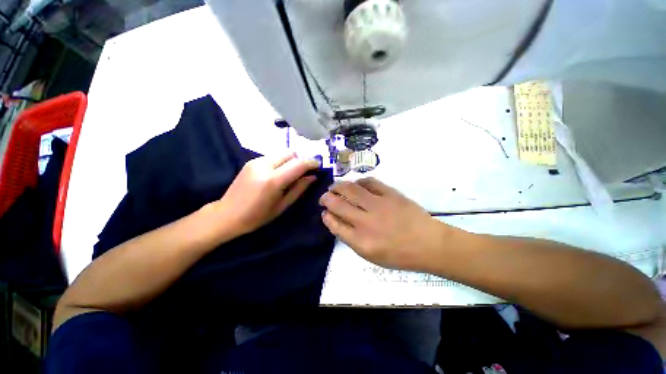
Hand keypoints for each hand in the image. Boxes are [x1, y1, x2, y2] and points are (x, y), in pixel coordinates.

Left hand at [216, 152, 318, 234]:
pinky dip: (281, 162)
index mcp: (273, 180)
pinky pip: (273, 156)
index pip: (298, 164)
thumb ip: (299, 189)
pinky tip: (278, 174)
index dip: (311, 163)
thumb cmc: (257, 216)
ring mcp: (256, 161)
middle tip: (305, 172)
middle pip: (291, 153)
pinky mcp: (251, 161)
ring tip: (291, 174)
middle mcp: (264, 165)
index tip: (318, 167)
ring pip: (282, 153)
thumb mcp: (282, 206)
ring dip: (291, 161)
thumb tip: (313, 177)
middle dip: (301, 160)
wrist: (226, 215)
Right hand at [319, 178, 451, 270]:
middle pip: (338, 204)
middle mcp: (366, 222)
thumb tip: (336, 221)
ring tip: (335, 187)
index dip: (326, 216)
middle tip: (324, 197)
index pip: (334, 224)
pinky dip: (359, 181)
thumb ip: (351, 239)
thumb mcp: (371, 255)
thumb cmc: (399, 254)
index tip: (324, 212)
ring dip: (338, 186)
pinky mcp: (390, 194)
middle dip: (326, 198)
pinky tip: (356, 184)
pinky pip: (369, 182)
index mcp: (361, 241)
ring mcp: (378, 205)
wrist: (429, 244)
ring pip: (350, 189)